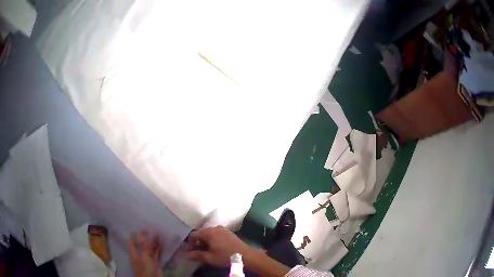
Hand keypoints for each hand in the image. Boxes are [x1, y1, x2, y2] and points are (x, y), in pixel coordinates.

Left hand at [129, 232, 163, 276]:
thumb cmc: (144, 268)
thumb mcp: (144, 256)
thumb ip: (146, 246)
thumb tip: (145, 233)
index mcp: (134, 254)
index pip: (133, 244)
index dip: (135, 237)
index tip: (139, 229)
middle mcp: (140, 256)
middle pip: (143, 246)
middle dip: (147, 239)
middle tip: (151, 229)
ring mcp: (148, 260)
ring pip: (150, 250)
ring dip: (154, 244)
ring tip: (158, 234)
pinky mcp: (155, 264)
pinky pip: (157, 255)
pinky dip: (159, 250)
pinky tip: (161, 244)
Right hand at [186, 226, 250, 266]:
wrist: (246, 255)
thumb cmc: (225, 256)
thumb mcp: (210, 258)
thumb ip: (197, 255)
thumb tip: (186, 254)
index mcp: (209, 232)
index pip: (194, 234)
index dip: (190, 242)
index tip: (189, 250)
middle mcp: (215, 228)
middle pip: (202, 233)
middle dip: (198, 241)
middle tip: (196, 250)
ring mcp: (223, 229)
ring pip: (209, 233)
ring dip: (205, 240)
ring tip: (205, 249)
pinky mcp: (229, 232)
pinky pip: (216, 234)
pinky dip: (212, 239)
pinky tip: (214, 247)